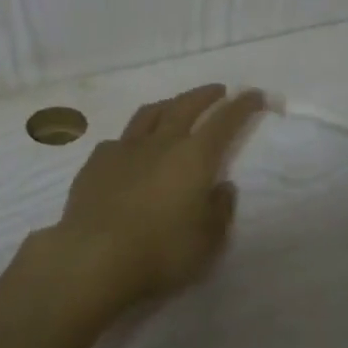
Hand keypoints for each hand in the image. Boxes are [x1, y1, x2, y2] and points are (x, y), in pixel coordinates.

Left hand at [48, 84, 266, 311]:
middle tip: (217, 91)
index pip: (224, 121)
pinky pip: (120, 140)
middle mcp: (160, 143)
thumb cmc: (160, 252)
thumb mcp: (207, 241)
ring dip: (169, 104)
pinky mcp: (96, 162)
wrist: (94, 257)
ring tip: (176, 106)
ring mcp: (124, 148)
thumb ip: (219, 210)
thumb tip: (222, 187)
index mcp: (193, 157)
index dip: (242, 105)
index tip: (254, 94)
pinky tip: (131, 149)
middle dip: (205, 95)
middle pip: (185, 106)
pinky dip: (134, 138)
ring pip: (149, 114)